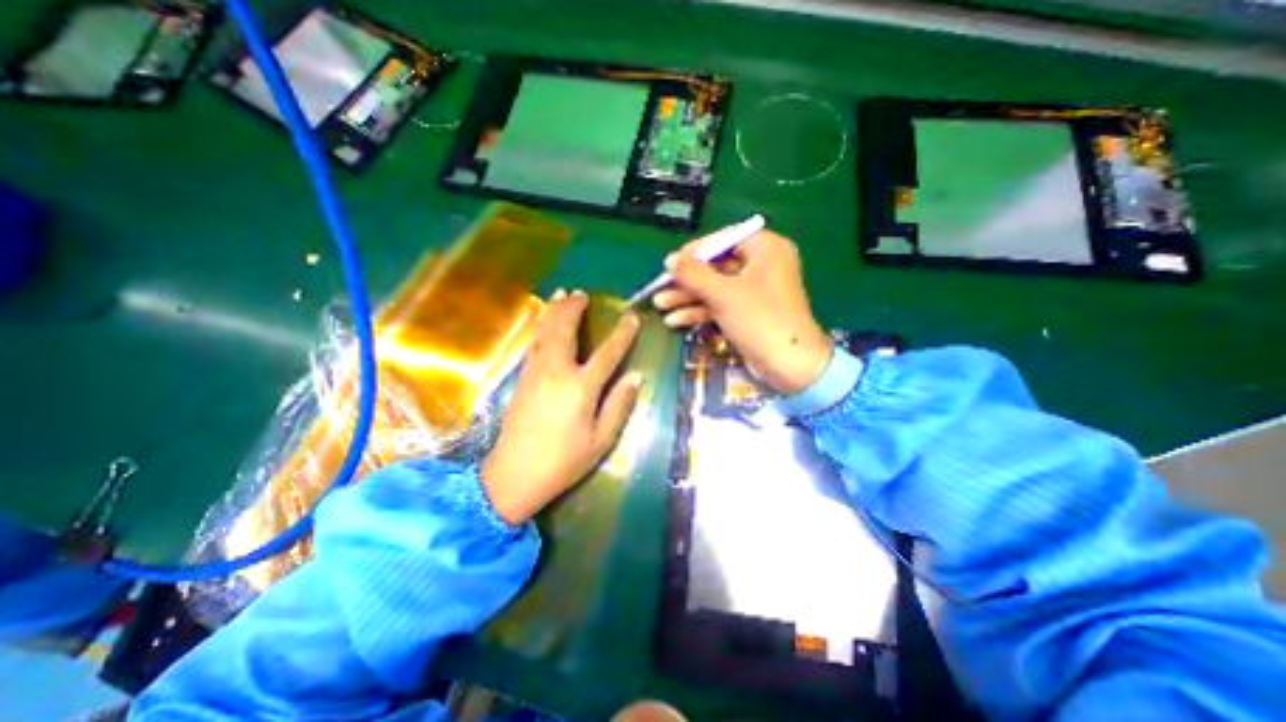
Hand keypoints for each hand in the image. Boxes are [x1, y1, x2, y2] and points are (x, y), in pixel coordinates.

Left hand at [479, 287, 642, 524]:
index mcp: (581, 388)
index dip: (622, 334)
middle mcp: (556, 372)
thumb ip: (619, 405)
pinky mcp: (521, 378)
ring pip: (544, 331)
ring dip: (554, 310)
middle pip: (565, 330)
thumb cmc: (562, 462)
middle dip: (574, 308)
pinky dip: (539, 326)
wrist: (512, 476)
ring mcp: (535, 372)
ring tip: (561, 294)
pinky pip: (533, 343)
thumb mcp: (600, 441)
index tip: (632, 317)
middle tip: (582, 293)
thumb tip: (636, 377)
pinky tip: (542, 321)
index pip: (608, 353)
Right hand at [654, 230, 832, 395]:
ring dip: (688, 297)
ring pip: (715, 288)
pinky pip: (721, 305)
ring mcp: (755, 291)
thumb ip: (694, 274)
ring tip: (660, 306)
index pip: (723, 240)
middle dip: (687, 281)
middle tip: (660, 287)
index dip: (694, 252)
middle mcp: (762, 266)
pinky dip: (700, 311)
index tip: (670, 263)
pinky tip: (675, 320)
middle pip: (716, 266)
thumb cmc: (760, 320)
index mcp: (765, 249)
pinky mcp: (749, 313)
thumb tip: (669, 259)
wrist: (789, 366)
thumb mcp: (724, 294)